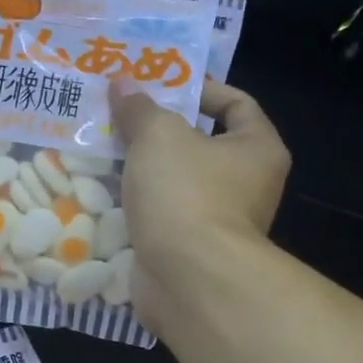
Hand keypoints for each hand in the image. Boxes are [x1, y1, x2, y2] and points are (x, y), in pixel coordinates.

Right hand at [109, 75, 290, 329]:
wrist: (188, 279)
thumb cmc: (186, 193)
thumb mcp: (159, 135)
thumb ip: (141, 107)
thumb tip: (123, 83)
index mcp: (258, 149)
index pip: (237, 103)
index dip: (200, 88)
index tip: (161, 84)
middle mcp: (247, 184)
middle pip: (202, 143)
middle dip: (161, 129)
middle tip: (122, 114)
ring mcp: (218, 221)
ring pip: (178, 181)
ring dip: (145, 167)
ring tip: (105, 146)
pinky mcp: (190, 249)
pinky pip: (162, 214)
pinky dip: (139, 203)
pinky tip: (105, 189)